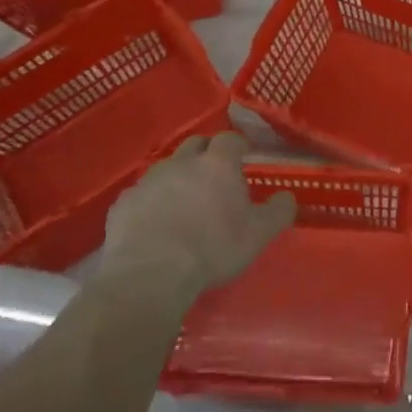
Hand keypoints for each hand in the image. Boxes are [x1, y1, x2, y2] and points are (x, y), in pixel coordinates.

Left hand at [103, 132, 294, 294]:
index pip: (230, 139)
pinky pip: (142, 193)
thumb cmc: (212, 248)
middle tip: (215, 174)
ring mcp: (149, 180)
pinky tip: (155, 222)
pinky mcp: (123, 202)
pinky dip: (152, 200)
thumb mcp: (258, 234)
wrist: (150, 273)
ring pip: (167, 167)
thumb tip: (287, 197)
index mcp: (217, 164)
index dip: (238, 145)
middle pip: (196, 144)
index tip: (245, 156)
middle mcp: (182, 162)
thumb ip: (278, 211)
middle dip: (207, 153)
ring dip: (178, 176)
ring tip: (184, 200)